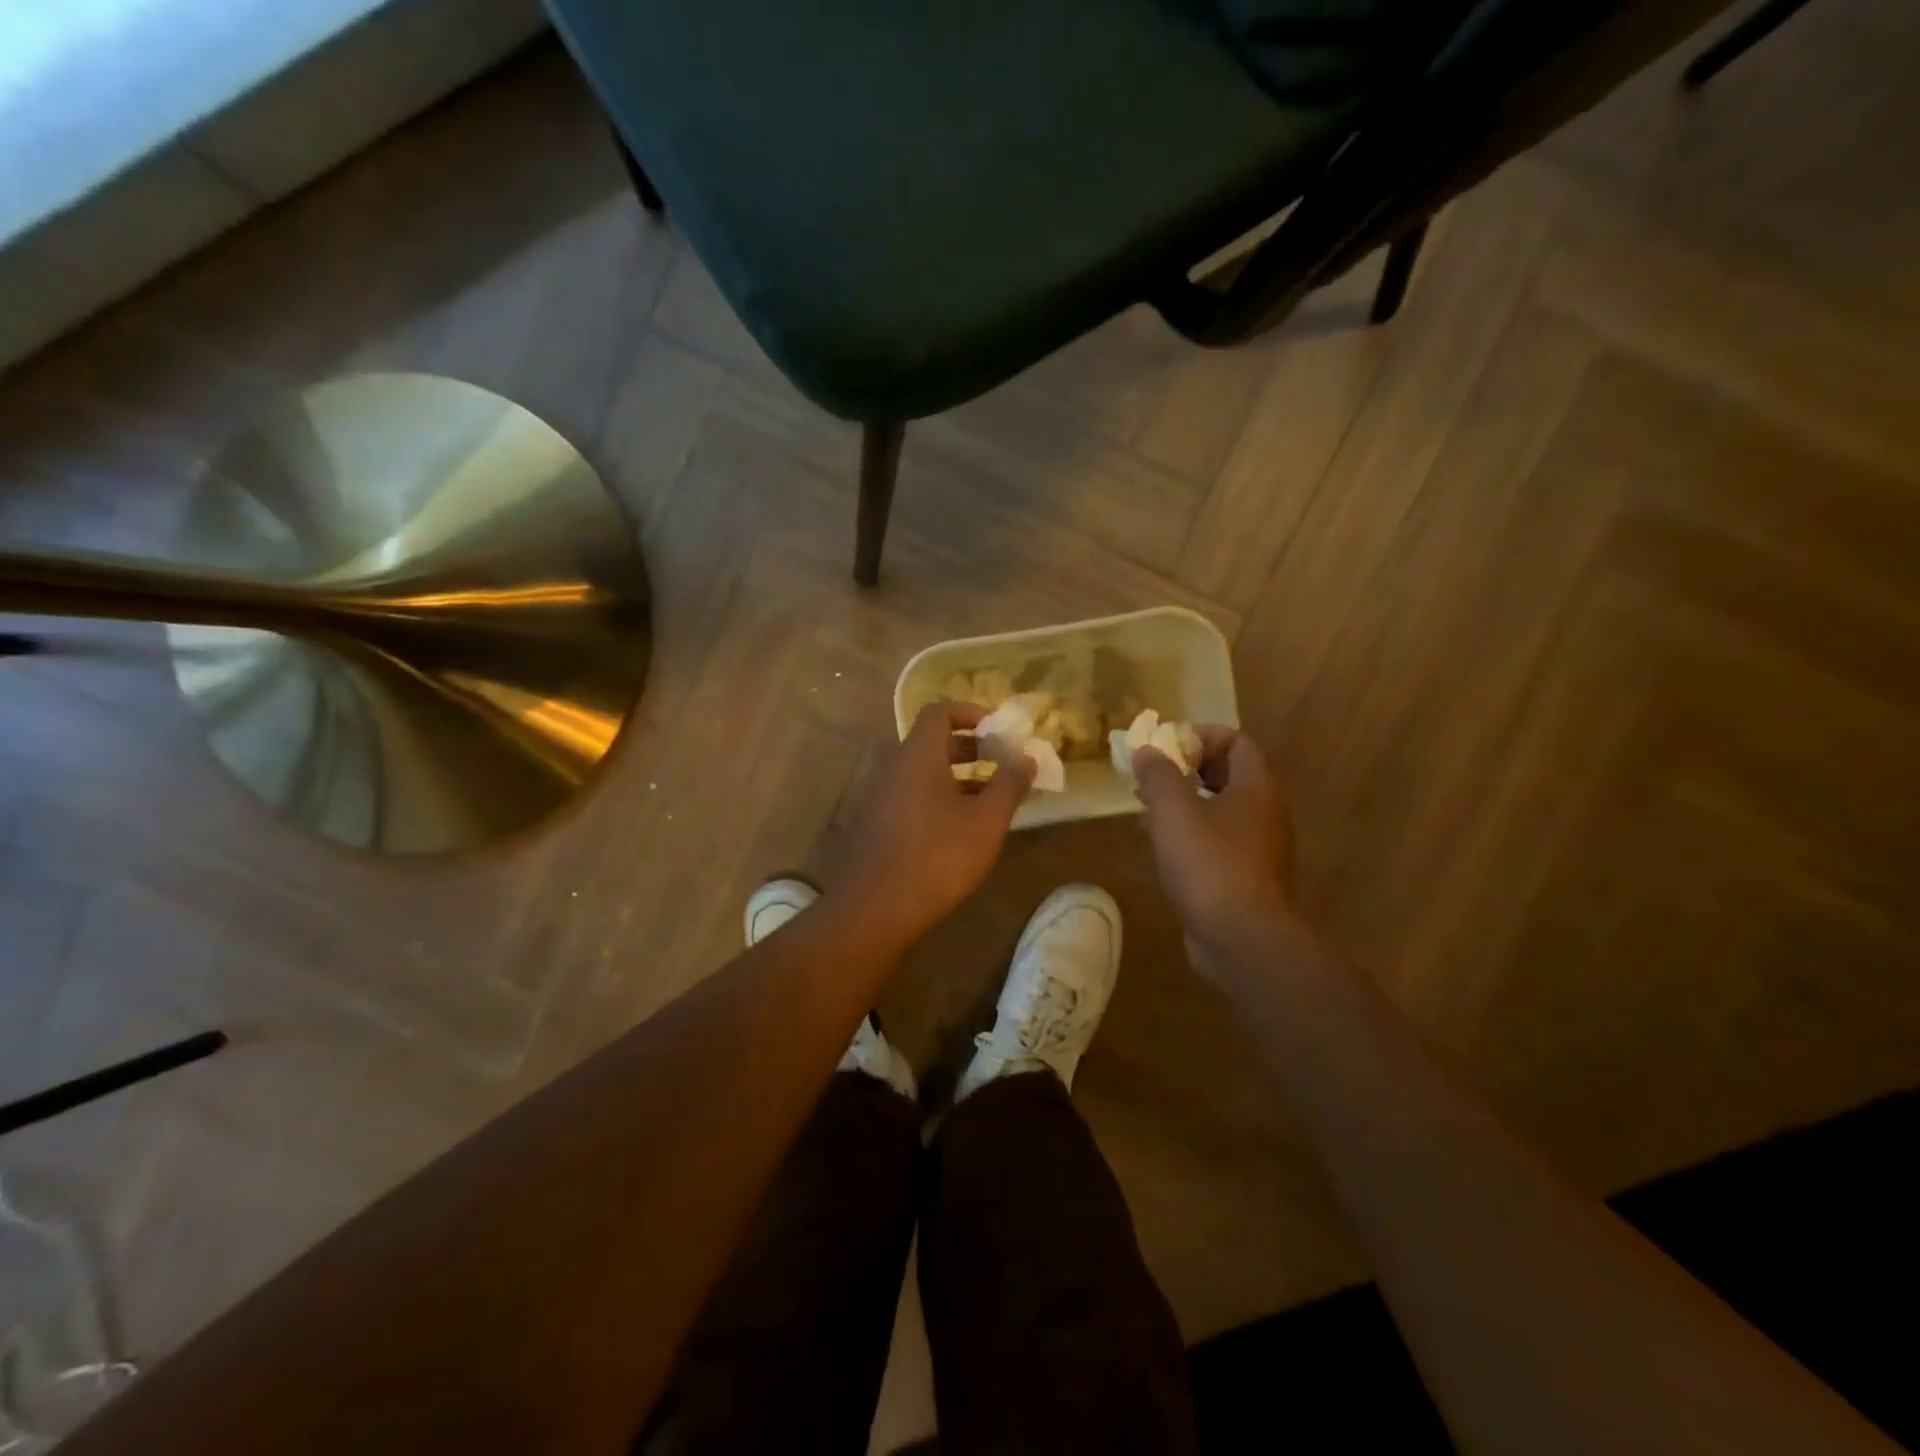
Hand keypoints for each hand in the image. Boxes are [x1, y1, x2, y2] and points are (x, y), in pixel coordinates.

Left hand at [834, 701, 1033, 948]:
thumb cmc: (938, 857)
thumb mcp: (986, 821)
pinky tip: (964, 829)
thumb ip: (1009, 784)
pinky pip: (914, 796)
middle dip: (971, 747)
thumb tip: (1026, 758)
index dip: (971, 712)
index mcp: (918, 756)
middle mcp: (895, 769)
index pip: (939, 711)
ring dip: (959, 776)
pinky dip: (942, 798)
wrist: (875, 910)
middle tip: (1002, 762)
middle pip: (932, 741)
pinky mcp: (879, 826)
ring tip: (992, 798)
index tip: (999, 730)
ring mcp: (882, 798)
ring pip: (924, 773)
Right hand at [1133, 727, 1297, 949]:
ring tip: (1146, 811)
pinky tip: (1161, 847)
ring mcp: (1258, 847)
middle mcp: (1264, 812)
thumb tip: (1147, 751)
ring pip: (1220, 810)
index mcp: (1256, 787)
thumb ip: (1158, 775)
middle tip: (1151, 777)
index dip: (1201, 736)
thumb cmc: (1210, 863)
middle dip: (1186, 770)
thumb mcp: (1174, 810)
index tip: (1165, 746)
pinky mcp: (1245, 877)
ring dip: (1184, 803)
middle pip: (1228, 774)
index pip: (1236, 741)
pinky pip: (1217, 841)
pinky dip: (1190, 834)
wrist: (1243, 938)